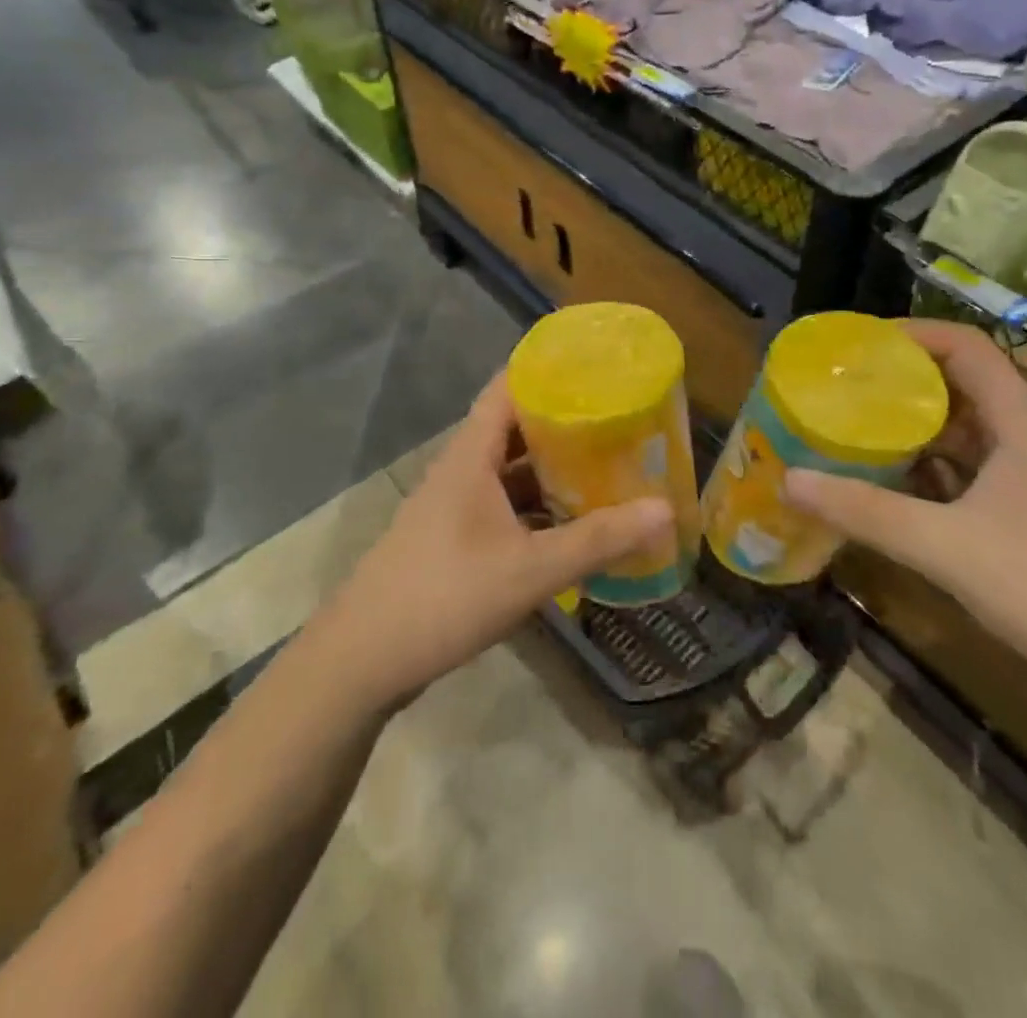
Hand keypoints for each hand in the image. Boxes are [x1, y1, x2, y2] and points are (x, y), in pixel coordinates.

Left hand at [320, 373, 673, 707]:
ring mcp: (454, 505)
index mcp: (471, 455)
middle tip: (617, 419)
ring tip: (605, 464)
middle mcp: (461, 469)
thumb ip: (597, 540)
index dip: (548, 370)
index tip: (597, 366)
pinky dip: (537, 506)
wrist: (361, 661)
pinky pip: (503, 505)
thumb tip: (665, 510)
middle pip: (515, 427)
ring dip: (551, 468)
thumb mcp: (530, 570)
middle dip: (564, 422)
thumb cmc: (444, 596)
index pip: (508, 387)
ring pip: (509, 470)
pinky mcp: (453, 539)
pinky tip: (570, 522)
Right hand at [785, 320, 1026, 721]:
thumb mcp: (945, 548)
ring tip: (863, 430)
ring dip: (920, 425)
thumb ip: (865, 513)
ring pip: (973, 430)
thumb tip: (789, 480)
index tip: (859, 344)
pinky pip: (979, 469)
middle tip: (848, 388)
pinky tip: (904, 488)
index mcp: (1022, 427)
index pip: (968, 348)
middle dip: (906, 380)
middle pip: (967, 385)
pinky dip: (938, 466)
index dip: (914, 334)